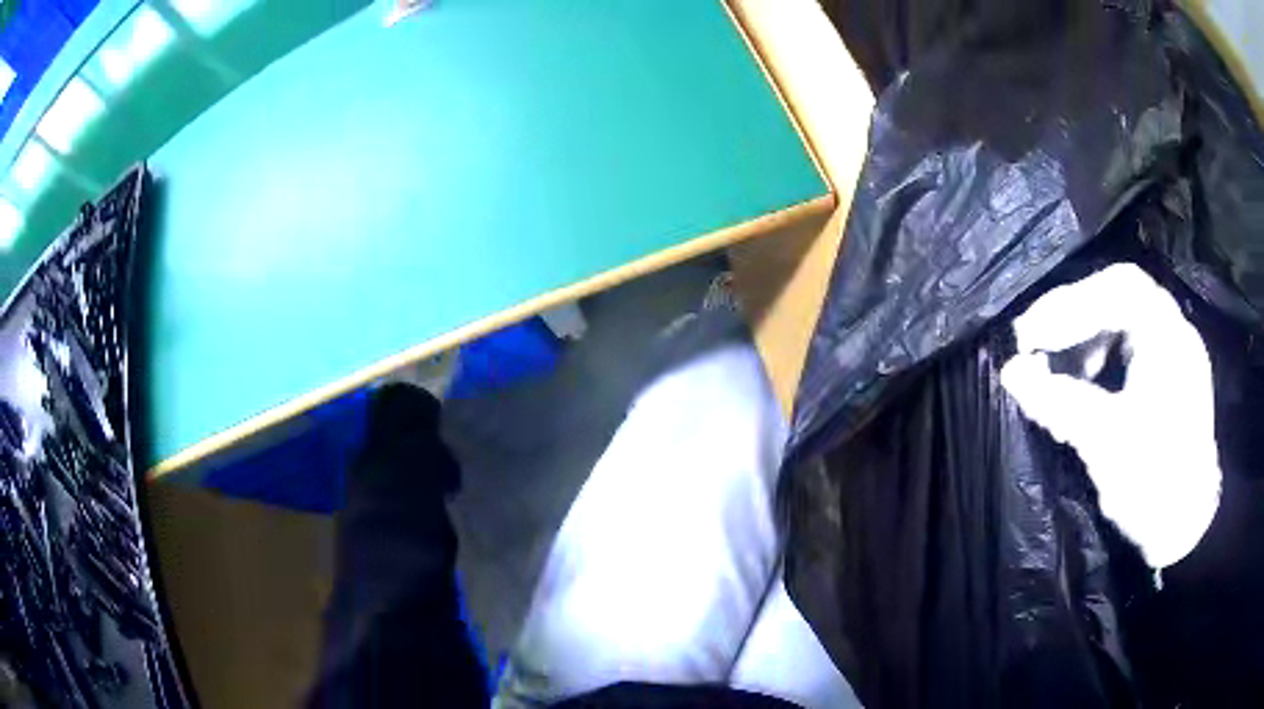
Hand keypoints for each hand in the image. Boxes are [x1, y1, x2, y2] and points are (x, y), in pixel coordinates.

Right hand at [1000, 263, 1220, 570]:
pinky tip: (1086, 381)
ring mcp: (1174, 353)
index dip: (1072, 303)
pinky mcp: (1169, 377)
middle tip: (1037, 342)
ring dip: (1085, 332)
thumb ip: (1060, 403)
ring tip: (1059, 365)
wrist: (1187, 529)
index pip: (1119, 289)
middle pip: (1120, 294)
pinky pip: (1130, 343)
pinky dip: (1101, 351)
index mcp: (1169, 338)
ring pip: (1124, 317)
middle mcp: (1175, 332)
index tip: (1033, 336)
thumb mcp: (1106, 444)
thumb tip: (1013, 372)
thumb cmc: (1154, 485)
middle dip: (1074, 313)